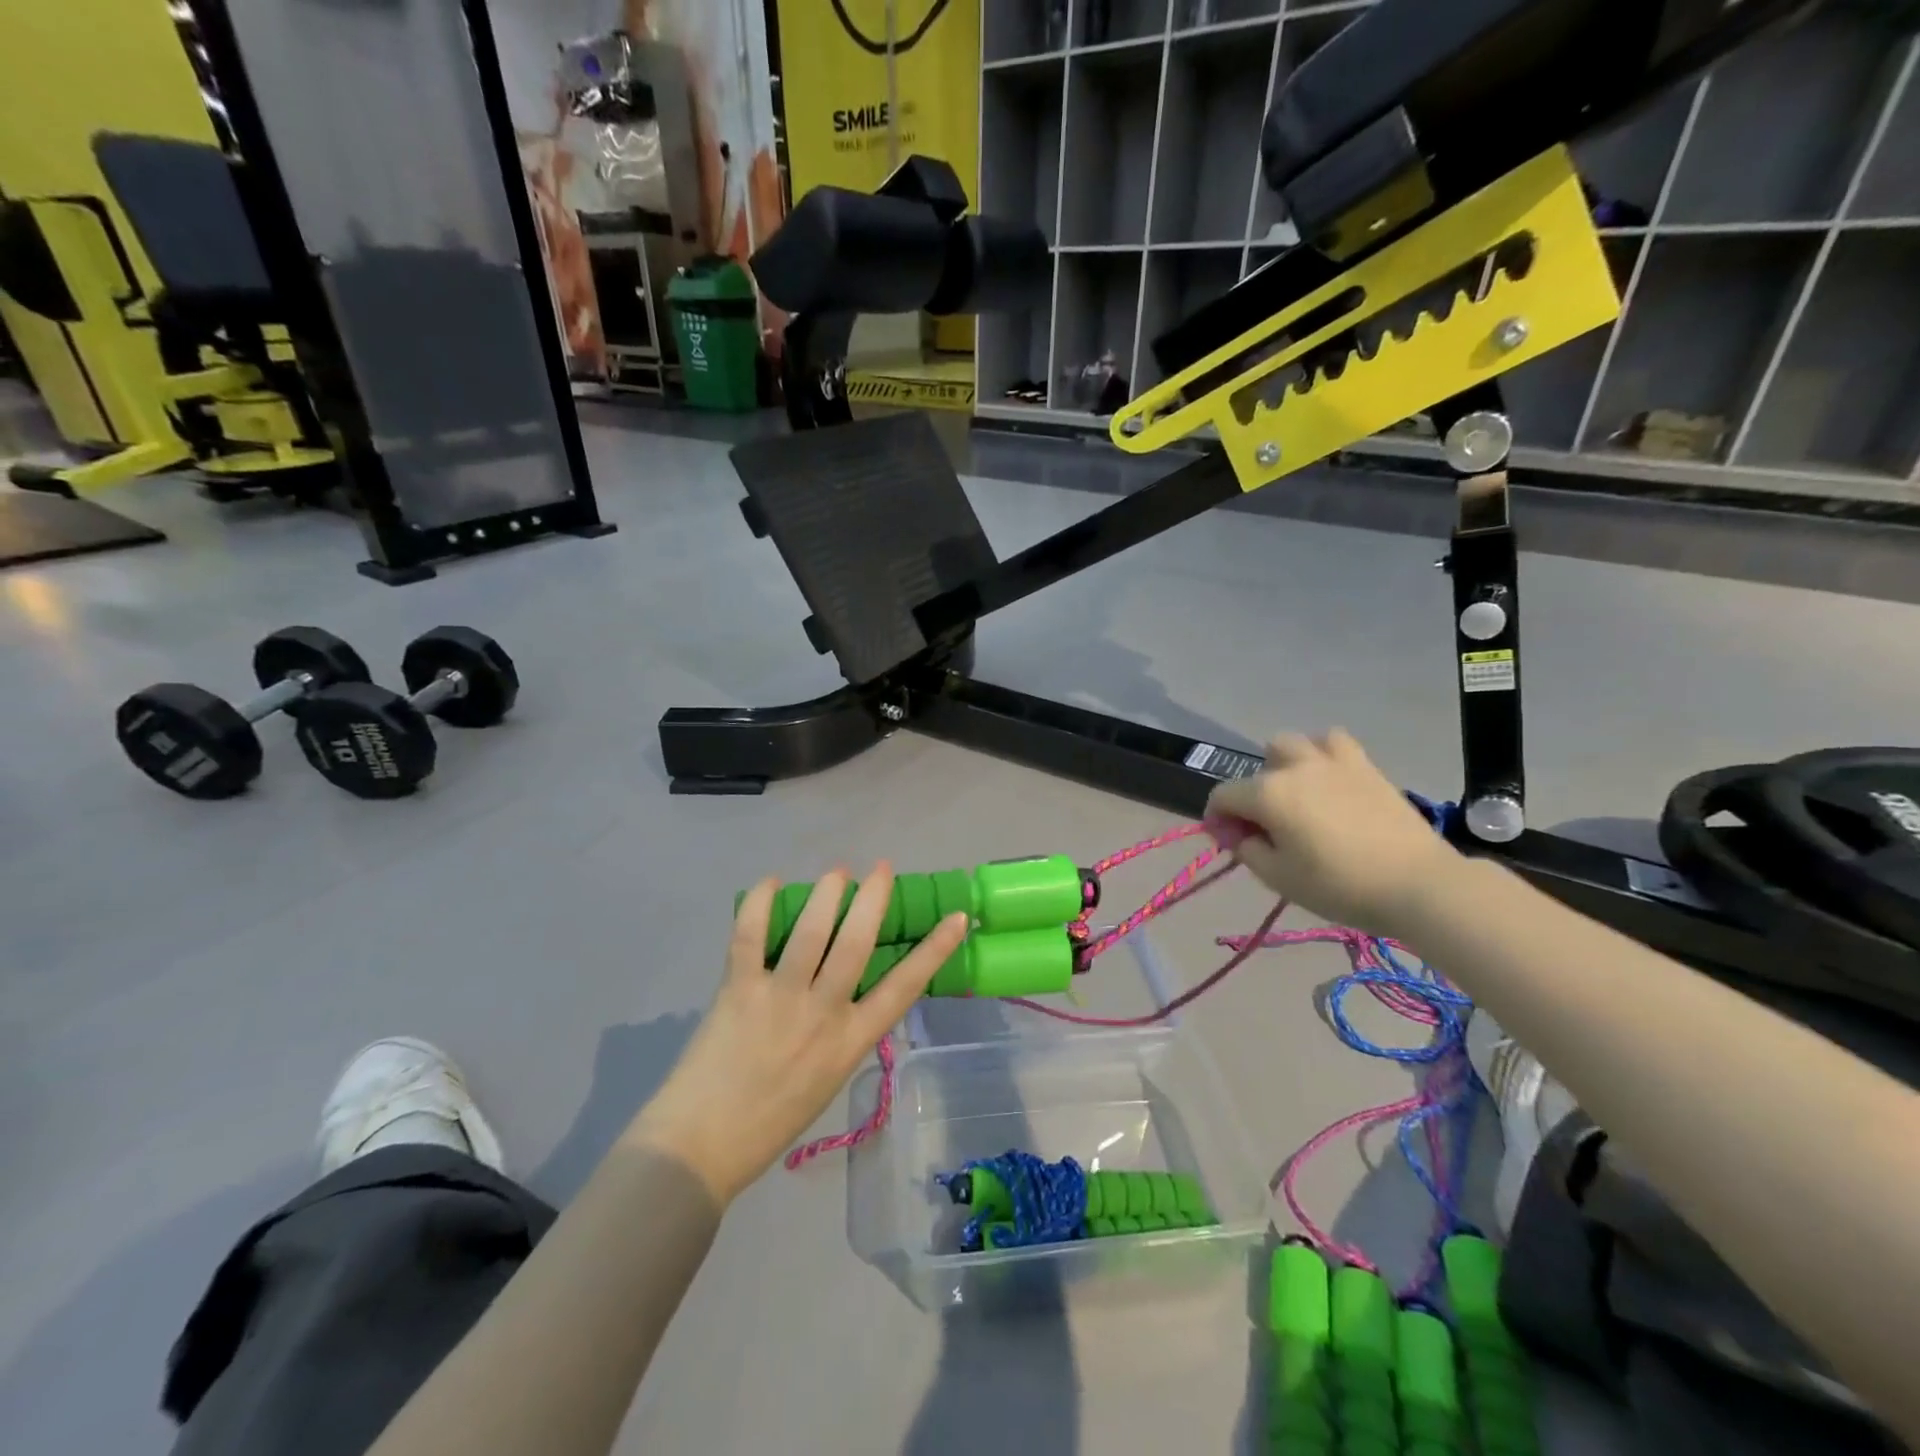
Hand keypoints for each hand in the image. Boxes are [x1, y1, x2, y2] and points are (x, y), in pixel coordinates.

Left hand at [624, 864, 967, 1204]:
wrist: (701, 1148)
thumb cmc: (771, 1121)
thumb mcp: (828, 1079)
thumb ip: (842, 1031)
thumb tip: (848, 987)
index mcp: (850, 1042)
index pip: (904, 988)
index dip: (934, 950)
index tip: (957, 918)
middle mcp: (822, 1014)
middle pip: (856, 944)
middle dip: (873, 899)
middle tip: (881, 869)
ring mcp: (779, 999)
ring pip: (811, 932)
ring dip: (827, 893)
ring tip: (838, 871)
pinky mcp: (738, 990)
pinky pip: (749, 936)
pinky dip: (759, 903)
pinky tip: (771, 883)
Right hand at [1206, 729, 1461, 937]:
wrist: (1416, 883)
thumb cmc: (1339, 885)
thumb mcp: (1279, 877)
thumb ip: (1247, 849)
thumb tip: (1237, 833)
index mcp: (1268, 794)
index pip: (1223, 796)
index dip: (1217, 818)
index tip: (1229, 842)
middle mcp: (1295, 768)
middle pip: (1259, 765)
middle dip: (1253, 790)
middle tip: (1267, 822)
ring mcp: (1332, 762)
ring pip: (1294, 744)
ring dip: (1286, 764)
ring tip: (1298, 793)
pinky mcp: (1365, 766)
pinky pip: (1333, 742)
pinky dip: (1323, 755)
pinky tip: (1329, 780)